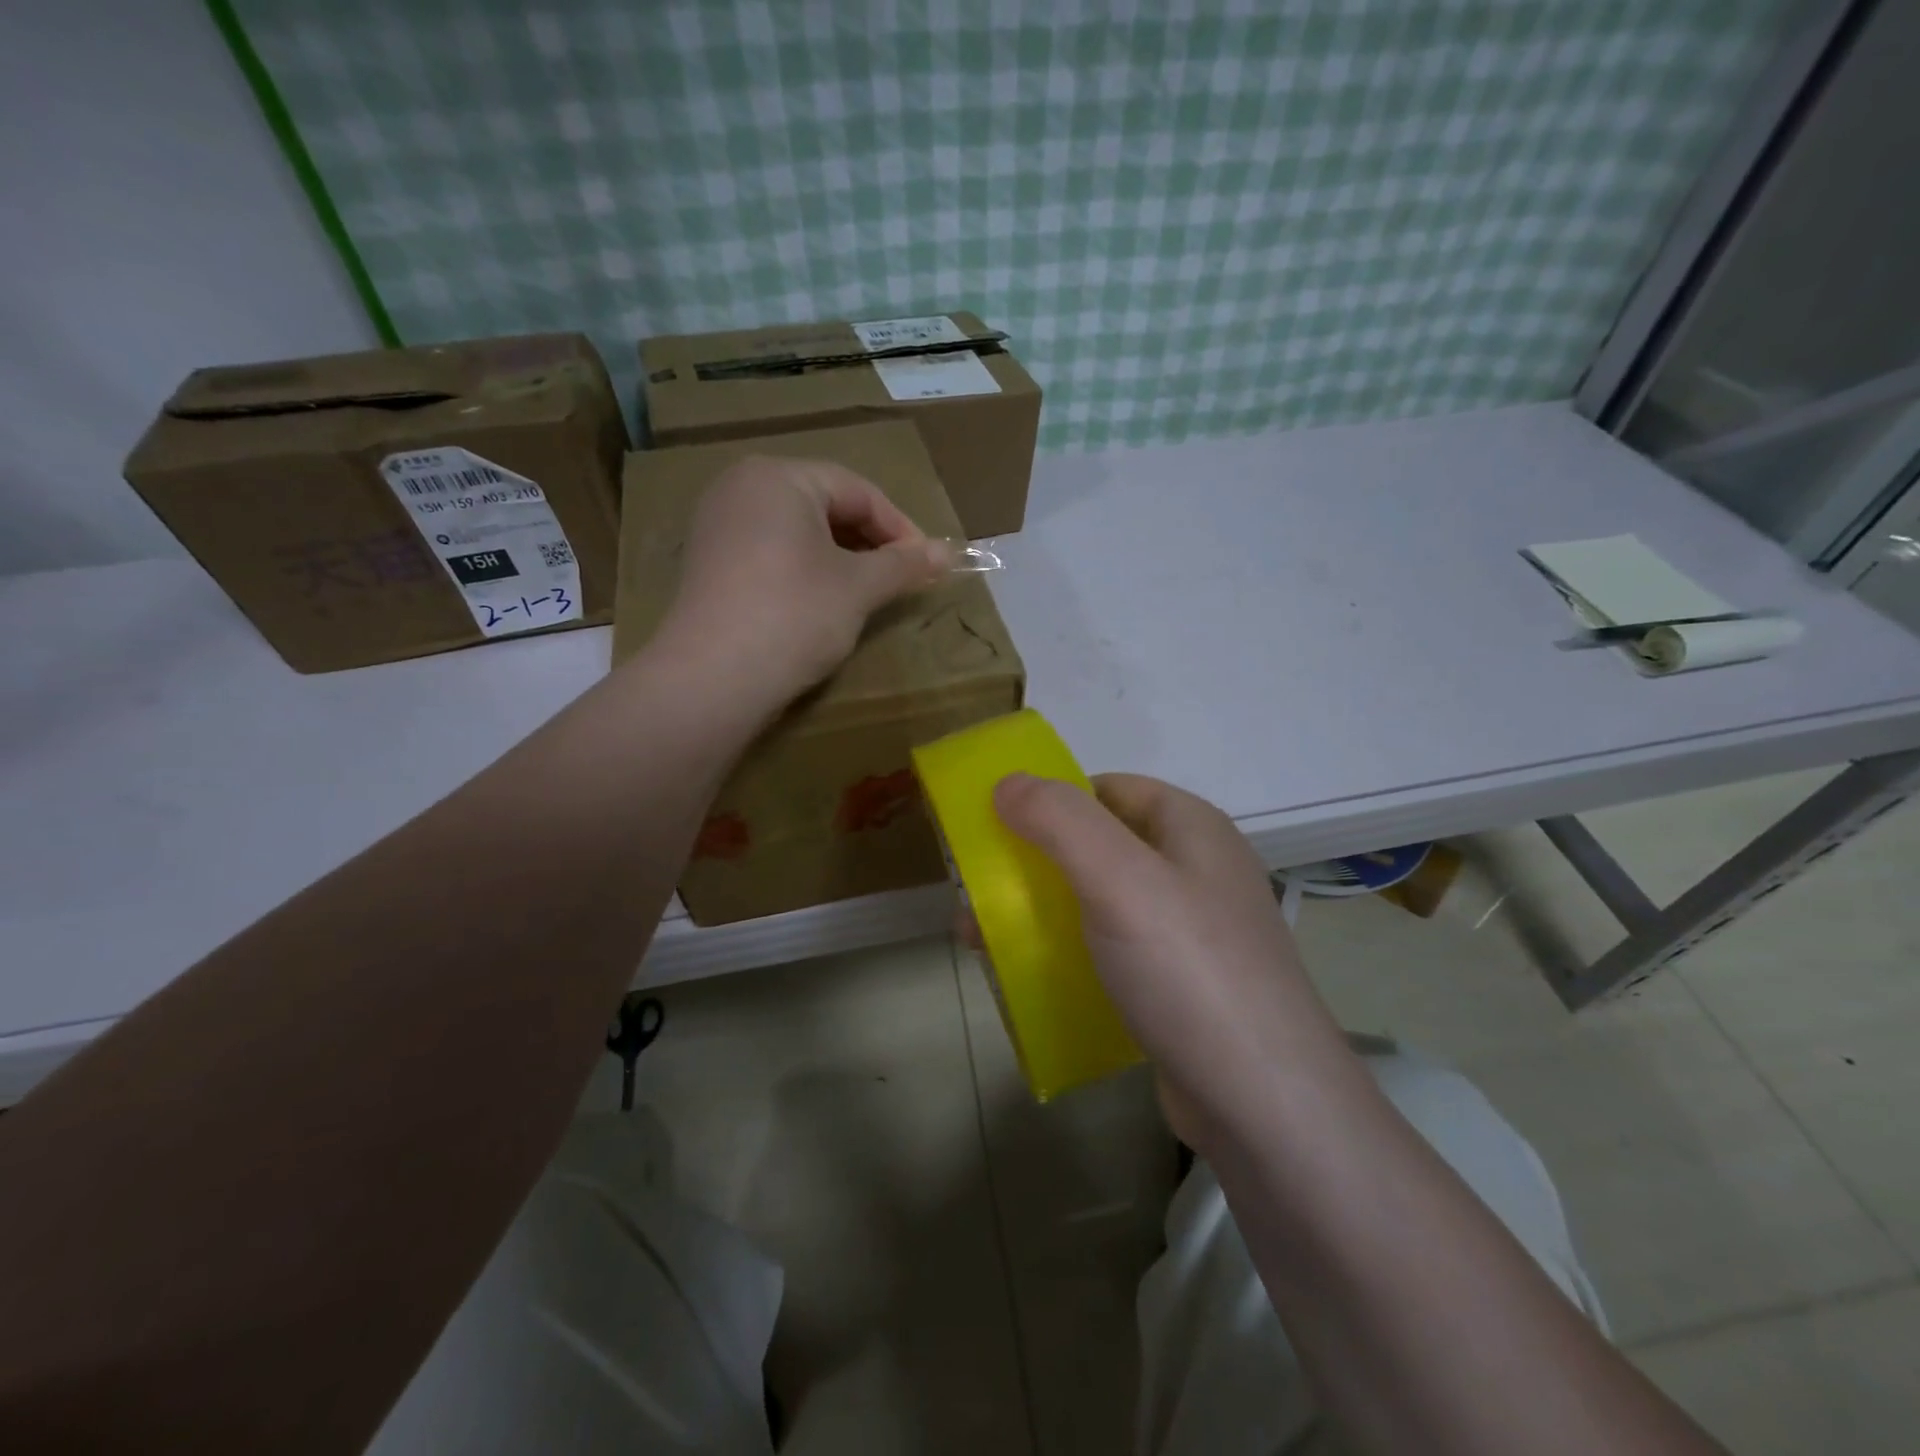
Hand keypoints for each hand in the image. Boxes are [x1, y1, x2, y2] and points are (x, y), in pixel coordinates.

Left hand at [655, 456, 951, 705]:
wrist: (713, 678)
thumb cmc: (794, 615)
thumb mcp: (858, 588)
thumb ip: (904, 565)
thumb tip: (947, 553)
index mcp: (778, 477)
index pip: (857, 491)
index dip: (900, 527)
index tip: (927, 565)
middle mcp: (741, 487)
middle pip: (825, 505)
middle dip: (869, 542)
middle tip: (900, 579)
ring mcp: (718, 525)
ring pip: (798, 531)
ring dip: (840, 558)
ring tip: (867, 592)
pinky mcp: (709, 563)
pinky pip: (771, 552)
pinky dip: (805, 570)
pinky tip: (822, 603)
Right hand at [991, 772, 1356, 1146]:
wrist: (1264, 1105)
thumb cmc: (1188, 970)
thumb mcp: (1119, 880)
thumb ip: (1060, 820)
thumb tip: (1008, 782)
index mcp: (1190, 828)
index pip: (1107, 788)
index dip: (1050, 799)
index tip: (996, 830)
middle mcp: (1193, 870)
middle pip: (1096, 846)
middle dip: (1032, 866)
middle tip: (977, 898)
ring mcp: (1189, 931)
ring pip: (1097, 902)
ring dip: (1040, 913)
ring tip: (983, 944)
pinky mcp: (1179, 985)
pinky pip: (1110, 951)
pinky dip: (1067, 955)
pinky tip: (1031, 980)